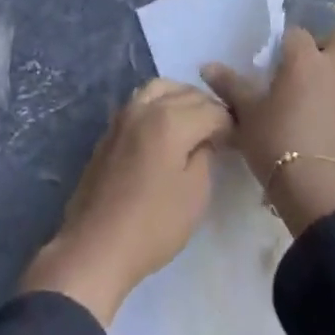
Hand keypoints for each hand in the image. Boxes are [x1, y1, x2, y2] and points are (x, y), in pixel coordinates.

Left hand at [20, 79, 231, 326]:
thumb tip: (206, 138)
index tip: (239, 140)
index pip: (211, 110)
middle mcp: (146, 107)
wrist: (96, 246)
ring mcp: (124, 115)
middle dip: (208, 107)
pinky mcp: (111, 129)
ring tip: (194, 122)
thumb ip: (206, 156)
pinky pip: (141, 101)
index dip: (229, 124)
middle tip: (220, 132)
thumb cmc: (153, 225)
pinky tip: (166, 128)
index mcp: (171, 120)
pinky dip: (160, 103)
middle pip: (186, 93)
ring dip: (181, 98)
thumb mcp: (195, 195)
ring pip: (160, 88)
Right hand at [203, 27, 334, 235]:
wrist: (317, 192)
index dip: (288, 46)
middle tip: (313, 71)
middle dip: (331, 48)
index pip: (297, 33)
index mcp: (304, 58)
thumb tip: (206, 65)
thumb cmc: (276, 144)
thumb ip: (229, 85)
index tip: (279, 65)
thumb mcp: (246, 115)